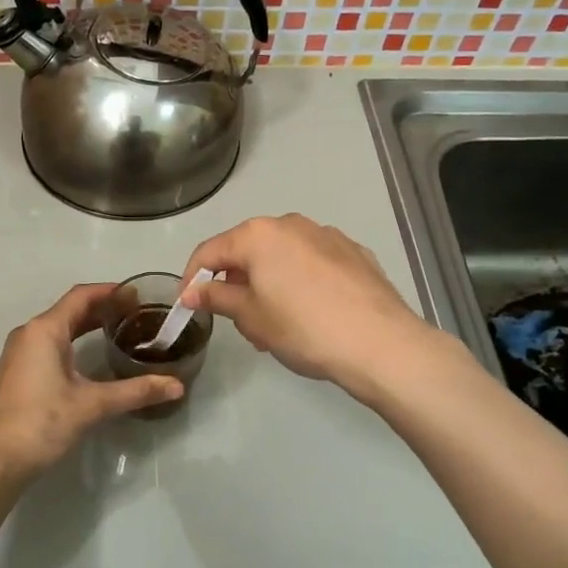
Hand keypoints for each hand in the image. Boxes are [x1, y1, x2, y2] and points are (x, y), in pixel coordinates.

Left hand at [0, 282, 183, 477]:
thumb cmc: (42, 422)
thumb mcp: (92, 405)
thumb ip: (135, 391)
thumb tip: (176, 386)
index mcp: (45, 330)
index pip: (81, 297)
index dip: (111, 292)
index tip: (139, 295)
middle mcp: (29, 334)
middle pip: (70, 310)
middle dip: (103, 308)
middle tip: (137, 314)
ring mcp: (20, 353)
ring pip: (59, 328)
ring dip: (87, 325)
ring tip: (120, 331)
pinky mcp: (18, 372)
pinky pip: (50, 344)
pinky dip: (74, 342)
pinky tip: (91, 358)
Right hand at [179, 214, 428, 392]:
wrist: (380, 343)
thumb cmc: (303, 328)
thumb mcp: (251, 317)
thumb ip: (217, 298)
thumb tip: (192, 291)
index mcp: (259, 235)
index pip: (210, 251)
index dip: (193, 278)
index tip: (187, 305)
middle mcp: (291, 224)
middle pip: (248, 249)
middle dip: (235, 281)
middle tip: (236, 319)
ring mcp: (327, 235)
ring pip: (282, 256)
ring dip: (269, 282)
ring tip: (275, 323)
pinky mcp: (355, 253)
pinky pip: (313, 263)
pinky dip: (300, 281)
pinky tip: (311, 313)